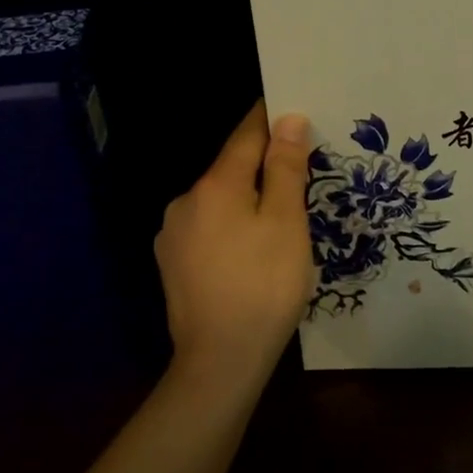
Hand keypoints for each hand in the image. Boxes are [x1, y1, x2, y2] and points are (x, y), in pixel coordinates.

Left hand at [154, 102, 315, 384]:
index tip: (293, 110)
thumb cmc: (264, 286)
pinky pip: (208, 228)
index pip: (246, 135)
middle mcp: (185, 201)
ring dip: (246, 200)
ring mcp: (173, 234)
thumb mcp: (286, 222)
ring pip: (219, 201)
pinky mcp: (172, 264)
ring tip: (278, 220)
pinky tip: (249, 252)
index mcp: (214, 185)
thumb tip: (288, 119)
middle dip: (263, 166)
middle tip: (300, 175)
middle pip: (231, 169)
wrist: (220, 362)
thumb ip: (285, 168)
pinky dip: (230, 227)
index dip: (270, 120)